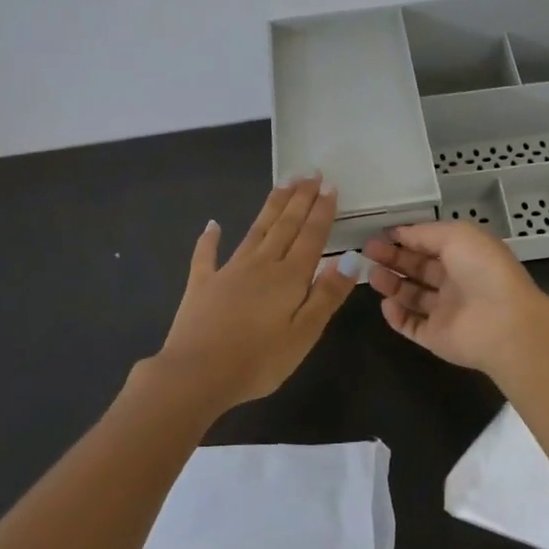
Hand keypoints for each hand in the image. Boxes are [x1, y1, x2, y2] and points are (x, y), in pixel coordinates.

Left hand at [155, 177, 360, 409]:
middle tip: (310, 173)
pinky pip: (206, 254)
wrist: (196, 375)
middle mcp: (261, 264)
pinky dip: (210, 238)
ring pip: (256, 230)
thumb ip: (327, 294)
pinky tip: (213, 224)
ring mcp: (229, 271)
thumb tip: (353, 258)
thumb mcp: (304, 334)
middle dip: (300, 198)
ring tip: (283, 183)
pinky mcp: (202, 284)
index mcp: (289, 277)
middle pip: (285, 225)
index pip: (311, 236)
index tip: (330, 185)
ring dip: (271, 206)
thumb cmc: (258, 361)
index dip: (322, 210)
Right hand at [363, 222, 548, 375]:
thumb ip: (425, 233)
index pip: (430, 245)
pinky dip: (396, 316)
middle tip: (368, 252)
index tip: (381, 235)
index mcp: (465, 255)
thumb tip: (399, 232)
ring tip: (372, 275)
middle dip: (393, 259)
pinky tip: (385, 304)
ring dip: (392, 284)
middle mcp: (456, 282)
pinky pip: (411, 326)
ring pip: (412, 296)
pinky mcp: (436, 337)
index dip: (407, 239)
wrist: (503, 323)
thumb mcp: (456, 235)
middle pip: (418, 269)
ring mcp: (446, 311)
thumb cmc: (482, 270)